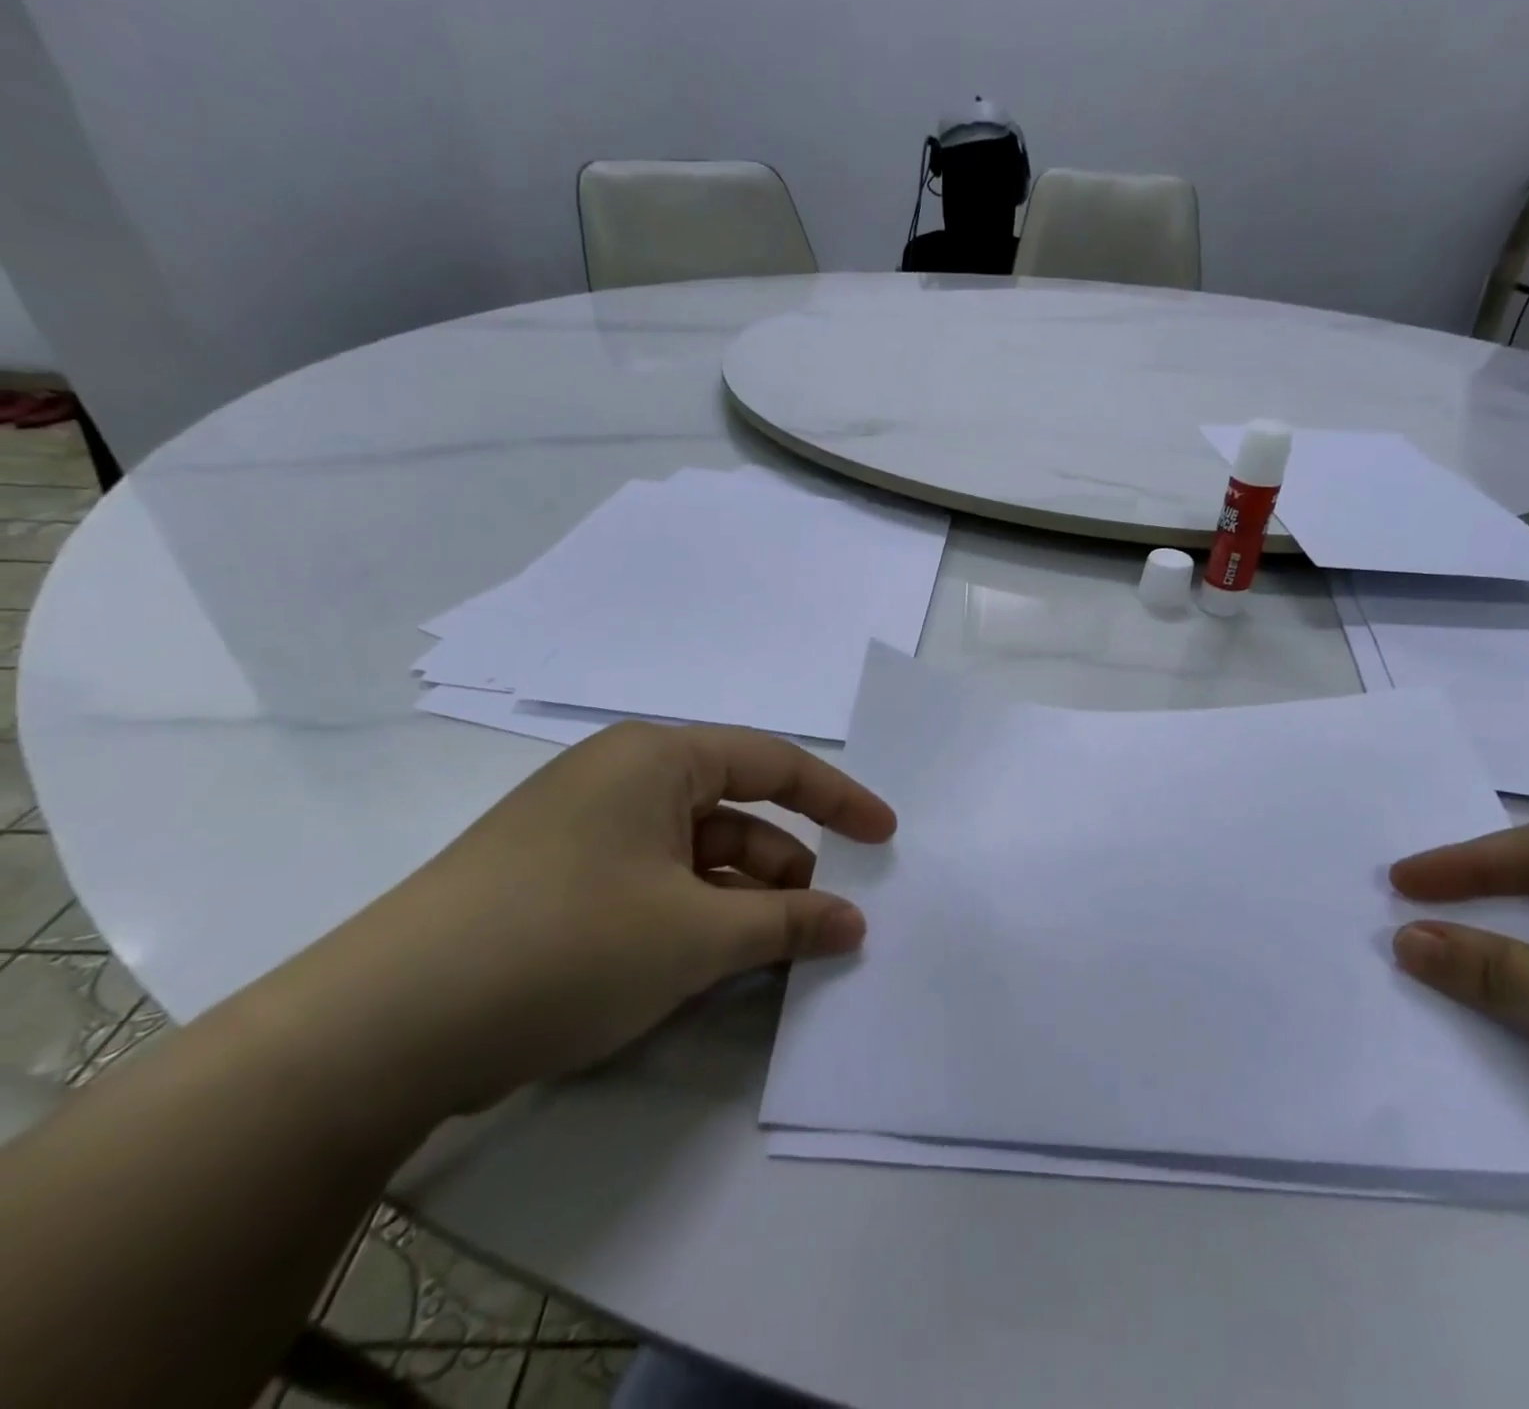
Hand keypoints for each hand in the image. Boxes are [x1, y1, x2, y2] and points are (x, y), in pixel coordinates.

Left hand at [306, 722, 895, 1113]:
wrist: (381, 1030)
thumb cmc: (566, 946)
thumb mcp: (696, 936)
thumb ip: (788, 924)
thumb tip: (854, 924)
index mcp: (656, 759)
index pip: (774, 763)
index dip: (839, 800)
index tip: (885, 835)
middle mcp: (622, 780)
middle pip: (735, 814)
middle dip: (786, 868)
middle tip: (826, 924)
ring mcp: (586, 832)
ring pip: (695, 856)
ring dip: (742, 901)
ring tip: (777, 957)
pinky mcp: (560, 883)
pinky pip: (655, 886)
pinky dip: (696, 918)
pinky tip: (715, 966)